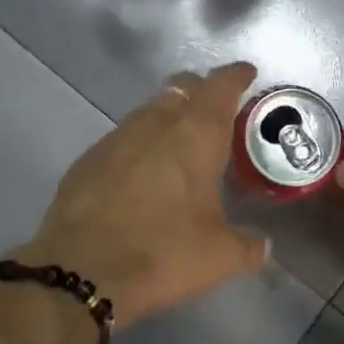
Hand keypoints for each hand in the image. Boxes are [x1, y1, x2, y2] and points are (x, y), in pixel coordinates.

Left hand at [15, 63, 270, 328]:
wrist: (81, 270)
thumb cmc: (163, 252)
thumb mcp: (219, 256)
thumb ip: (248, 246)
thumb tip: (262, 246)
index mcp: (197, 134)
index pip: (221, 86)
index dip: (236, 75)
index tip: (246, 73)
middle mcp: (157, 123)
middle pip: (182, 86)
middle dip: (201, 90)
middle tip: (215, 109)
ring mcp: (118, 137)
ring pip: (150, 109)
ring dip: (169, 115)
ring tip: (180, 140)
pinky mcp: (89, 158)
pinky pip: (123, 137)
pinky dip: (140, 143)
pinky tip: (141, 171)